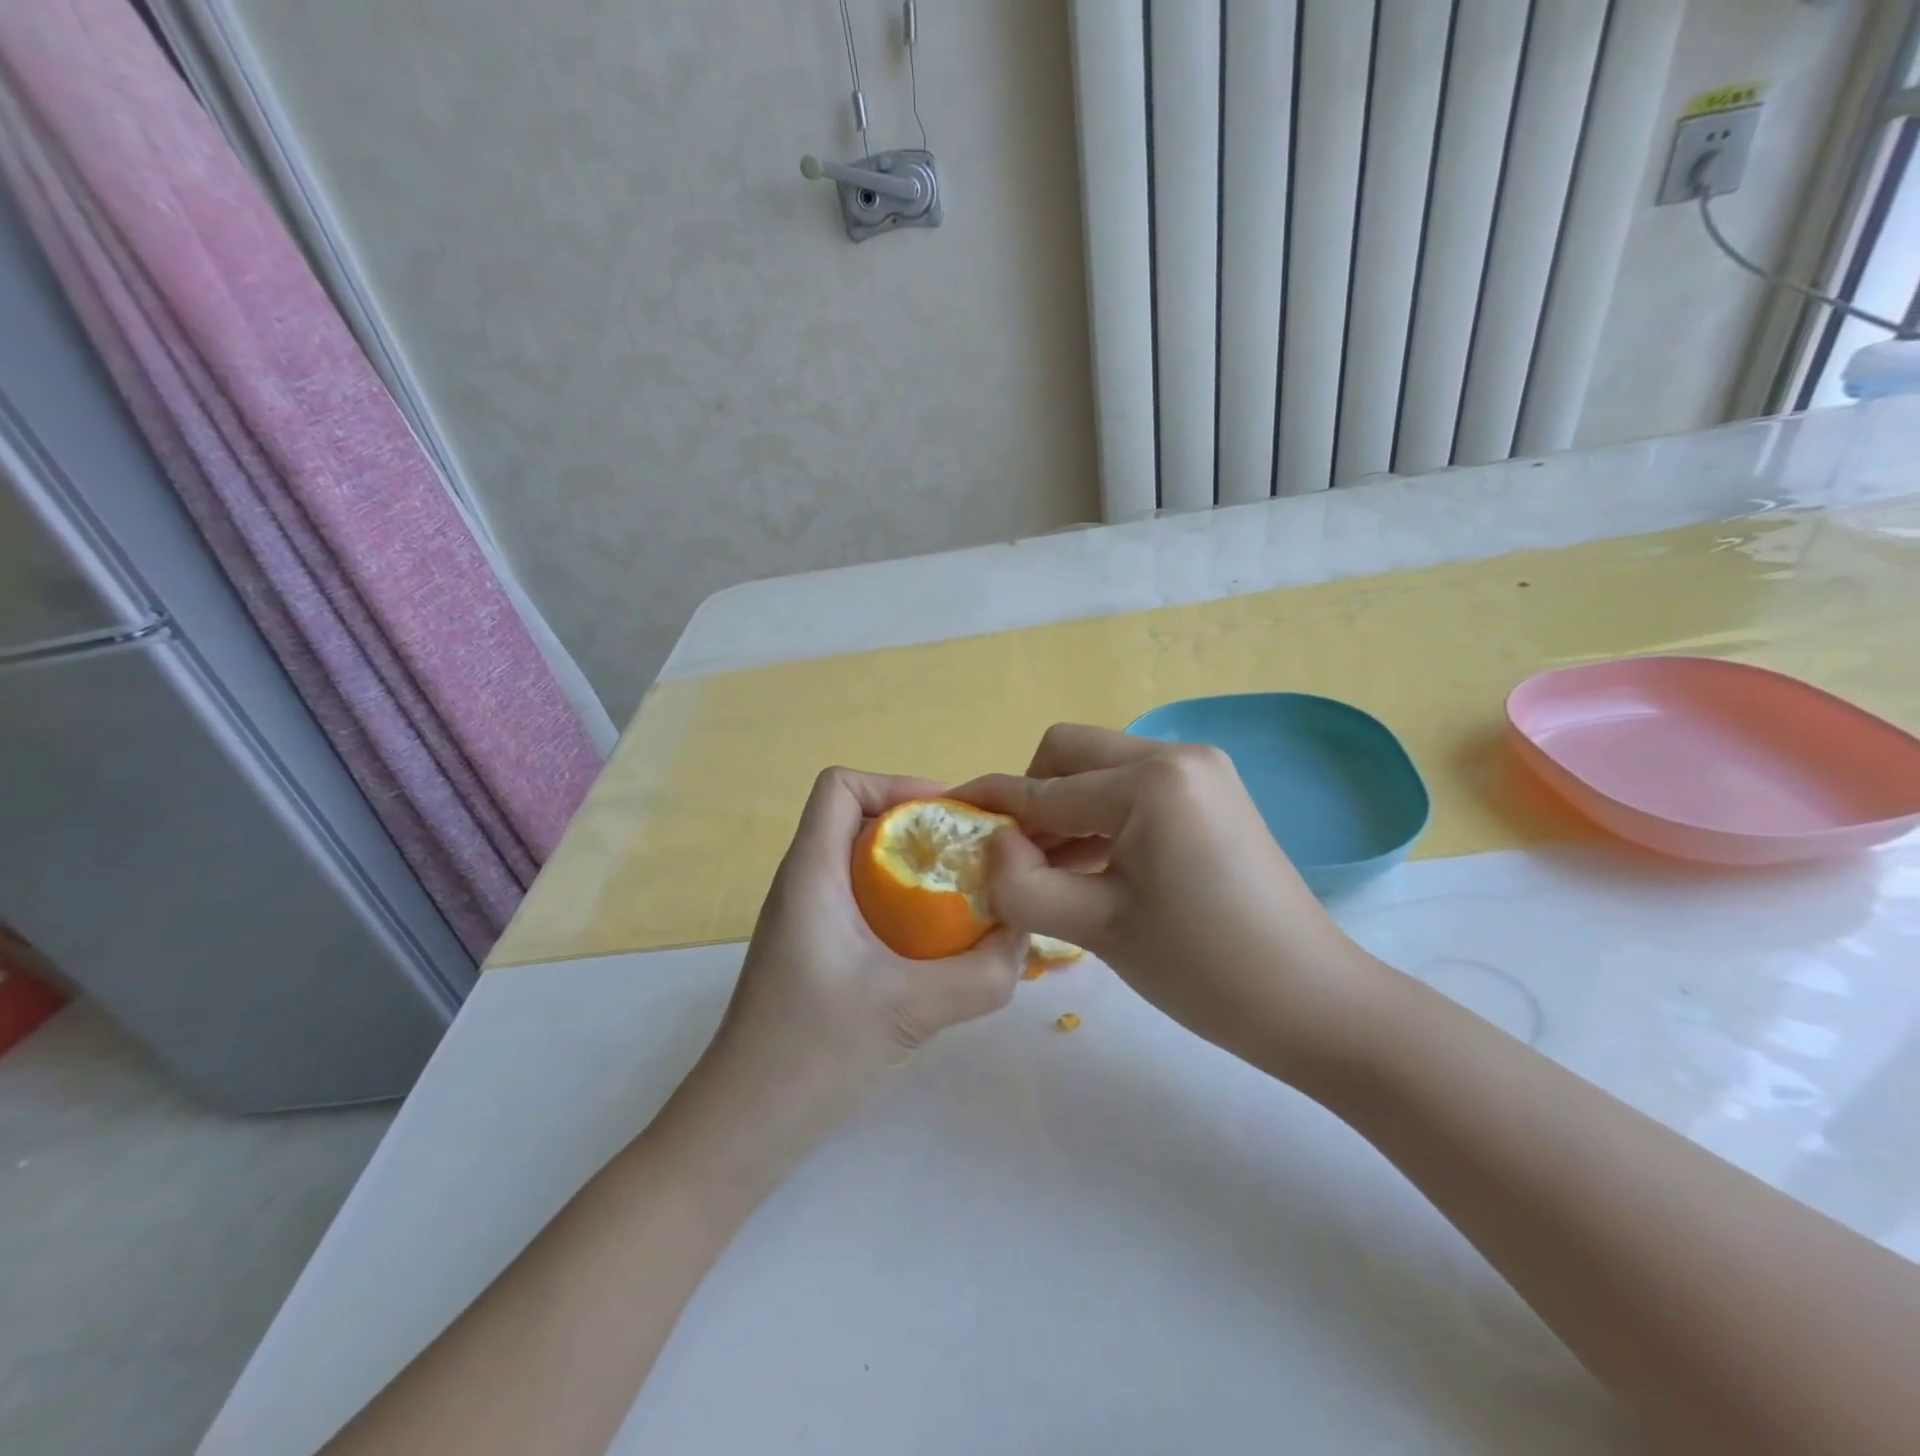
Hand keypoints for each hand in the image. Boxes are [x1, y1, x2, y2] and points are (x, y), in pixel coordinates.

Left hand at [665, 767, 1027, 1186]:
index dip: (895, 784)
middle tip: (973, 859)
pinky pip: (865, 901)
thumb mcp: (910, 1009)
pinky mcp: (816, 951)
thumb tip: (1025, 941)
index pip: (840, 785)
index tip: (948, 819)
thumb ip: (981, 975)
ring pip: (864, 862)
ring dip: (915, 869)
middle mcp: (804, 883)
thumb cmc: (811, 1054)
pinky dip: (904, 905)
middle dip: (920, 828)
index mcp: (811, 873)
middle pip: (860, 818)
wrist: (742, 1128)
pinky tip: (937, 947)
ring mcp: (807, 919)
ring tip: (966, 898)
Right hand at [955, 725, 1383, 1082]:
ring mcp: (1200, 771)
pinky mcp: (1211, 794)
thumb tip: (989, 848)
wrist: (1316, 1004)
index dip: (991, 807)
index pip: (1045, 789)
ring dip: (1065, 810)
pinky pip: (1133, 790)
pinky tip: (1087, 865)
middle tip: (1016, 858)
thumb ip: (1022, 883)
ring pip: (1100, 770)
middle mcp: (1176, 755)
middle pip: (1070, 754)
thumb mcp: (1096, 927)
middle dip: (1031, 797)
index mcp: (1150, 781)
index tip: (948, 819)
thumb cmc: (1204, 969)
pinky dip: (1100, 819)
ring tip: (1045, 870)